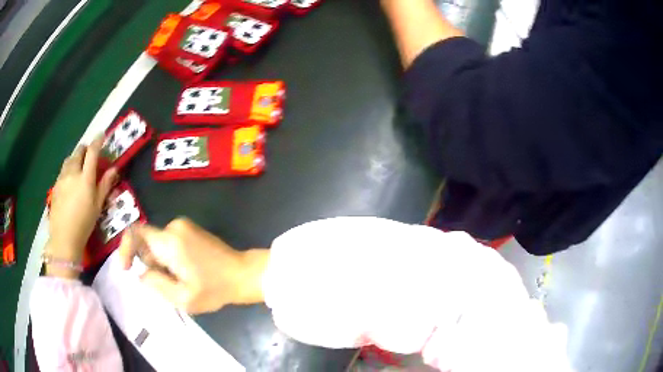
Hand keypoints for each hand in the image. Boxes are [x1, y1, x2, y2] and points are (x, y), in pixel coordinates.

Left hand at [47, 138, 117, 277]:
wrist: (64, 238)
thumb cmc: (84, 223)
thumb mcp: (97, 206)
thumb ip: (105, 185)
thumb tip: (114, 169)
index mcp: (85, 178)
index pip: (92, 152)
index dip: (98, 141)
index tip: (102, 135)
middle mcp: (72, 172)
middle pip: (79, 151)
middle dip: (85, 149)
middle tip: (89, 154)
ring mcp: (62, 178)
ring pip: (69, 159)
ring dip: (75, 158)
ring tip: (79, 166)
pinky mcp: (55, 185)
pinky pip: (63, 170)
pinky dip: (68, 169)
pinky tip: (70, 180)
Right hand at [118, 218, 269, 313]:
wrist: (243, 274)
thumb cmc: (214, 289)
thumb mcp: (182, 298)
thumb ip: (156, 285)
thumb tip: (141, 273)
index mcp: (170, 241)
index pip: (135, 232)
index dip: (125, 248)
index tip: (126, 268)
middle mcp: (174, 227)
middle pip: (147, 242)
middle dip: (150, 264)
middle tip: (169, 284)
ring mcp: (184, 225)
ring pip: (158, 244)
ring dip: (161, 263)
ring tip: (181, 279)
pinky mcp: (190, 229)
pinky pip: (168, 242)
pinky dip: (169, 258)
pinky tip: (186, 271)